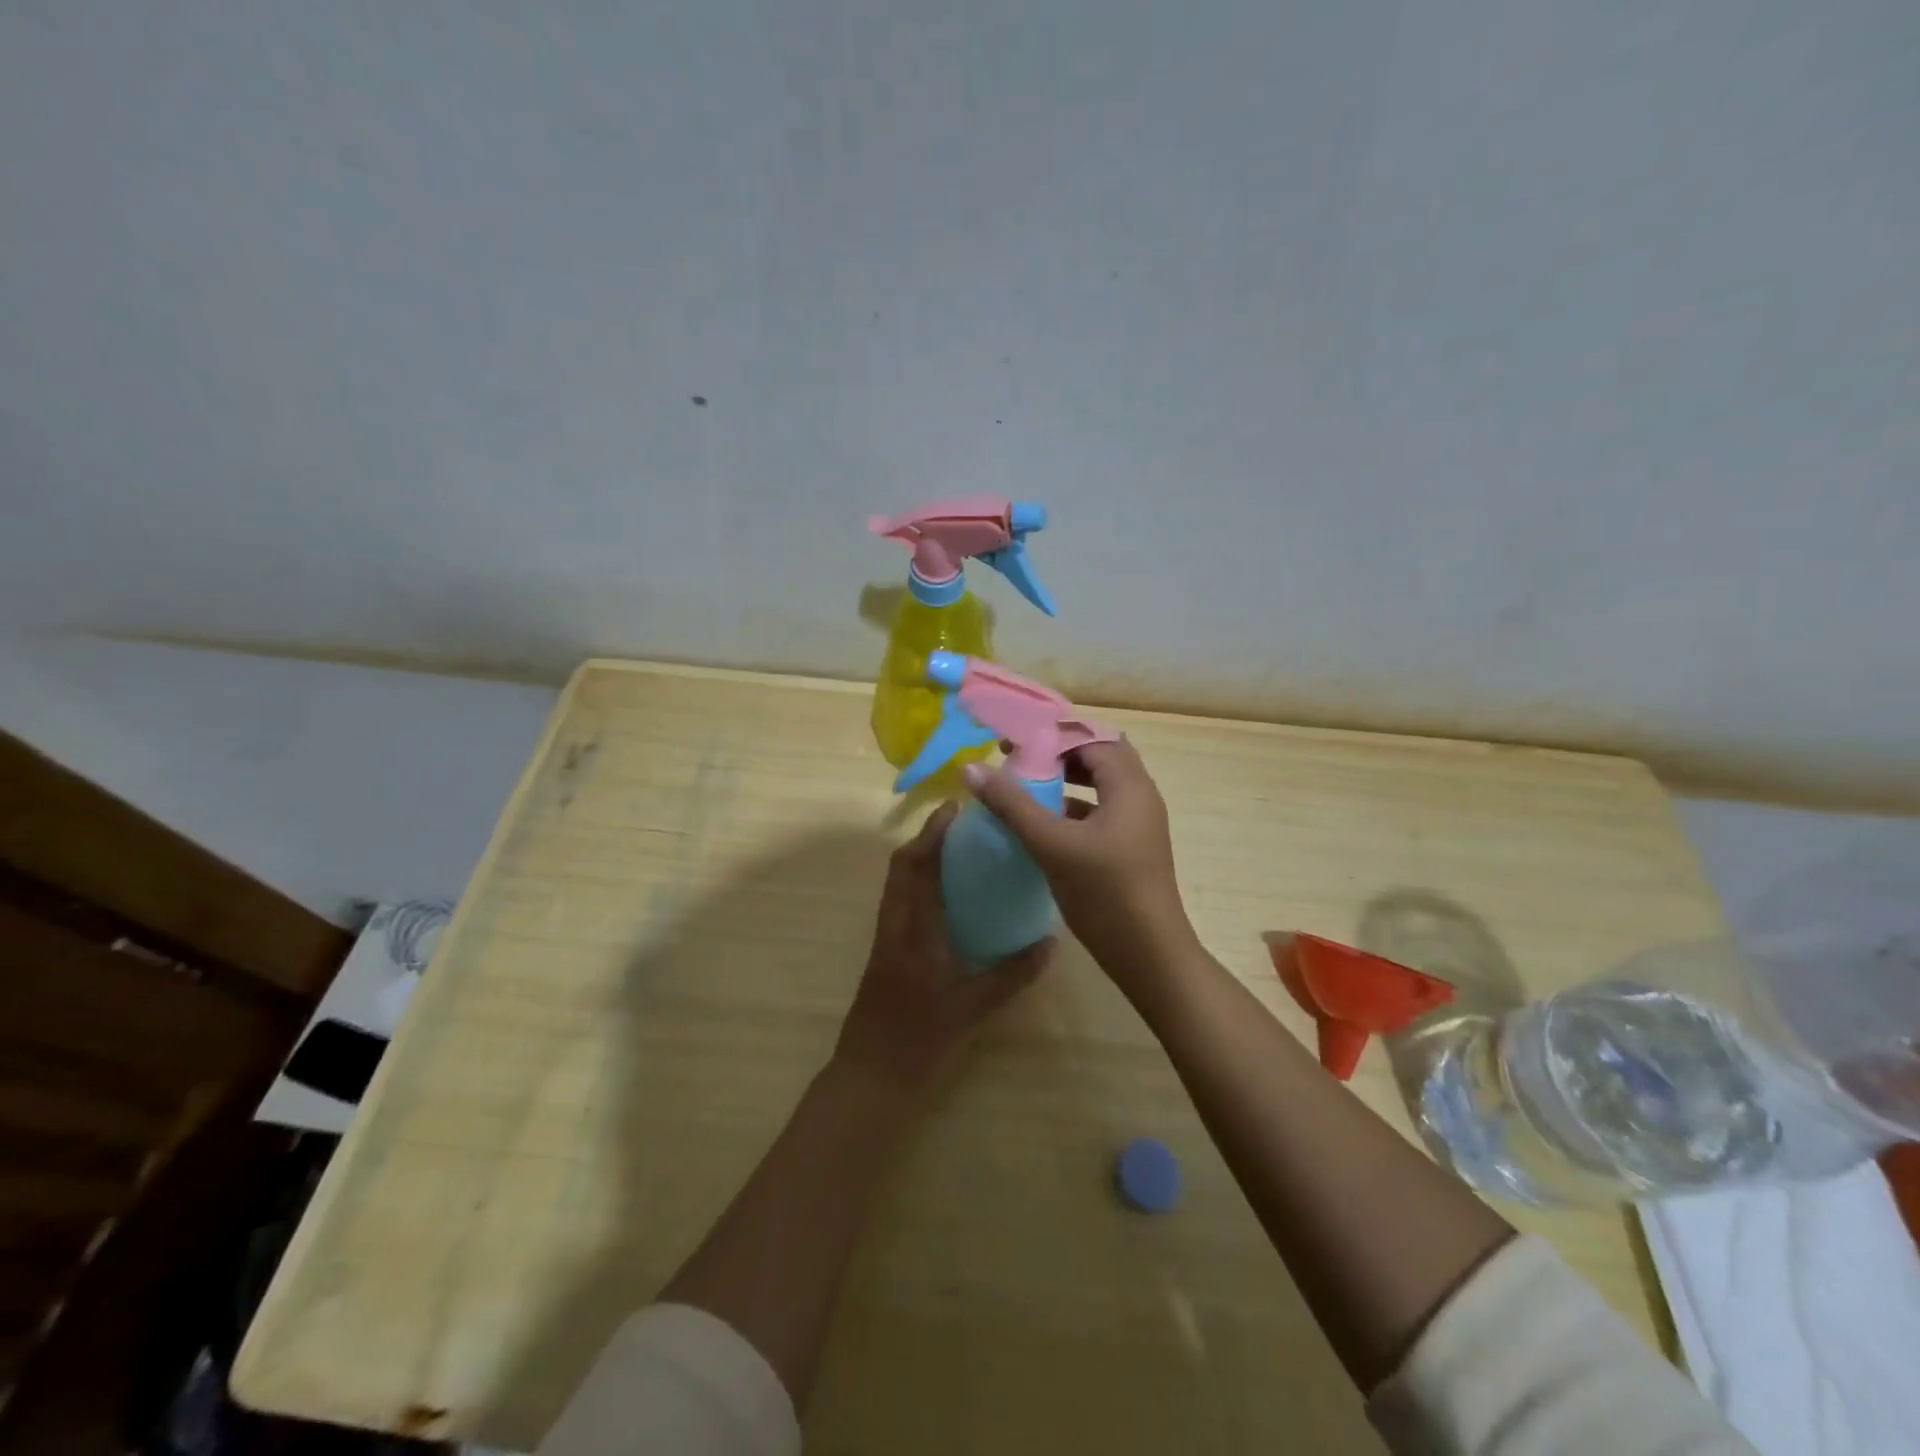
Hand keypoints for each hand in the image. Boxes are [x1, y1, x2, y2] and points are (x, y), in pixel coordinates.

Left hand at [834, 803, 1052, 1092]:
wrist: (872, 1076)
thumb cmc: (920, 1041)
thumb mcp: (974, 1008)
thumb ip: (1013, 974)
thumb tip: (1050, 943)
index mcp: (912, 931)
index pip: (918, 868)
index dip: (933, 834)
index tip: (955, 809)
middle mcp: (893, 925)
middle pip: (901, 867)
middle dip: (925, 839)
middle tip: (959, 825)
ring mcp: (885, 939)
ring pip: (897, 884)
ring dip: (920, 859)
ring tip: (956, 851)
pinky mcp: (884, 952)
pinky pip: (899, 903)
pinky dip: (918, 885)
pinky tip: (946, 897)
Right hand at [963, 739, 1198, 991]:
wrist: (1150, 956)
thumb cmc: (1105, 893)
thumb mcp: (1052, 845)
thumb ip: (1012, 804)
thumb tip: (971, 769)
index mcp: (1129, 786)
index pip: (1089, 738)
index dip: (1049, 735)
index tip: (1011, 743)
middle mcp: (1140, 796)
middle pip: (1099, 755)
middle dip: (1058, 752)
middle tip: (1019, 759)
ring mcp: (1139, 823)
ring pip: (1101, 784)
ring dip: (1067, 778)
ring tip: (1026, 785)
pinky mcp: (1132, 846)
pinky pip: (1102, 809)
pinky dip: (1074, 805)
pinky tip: (1044, 823)